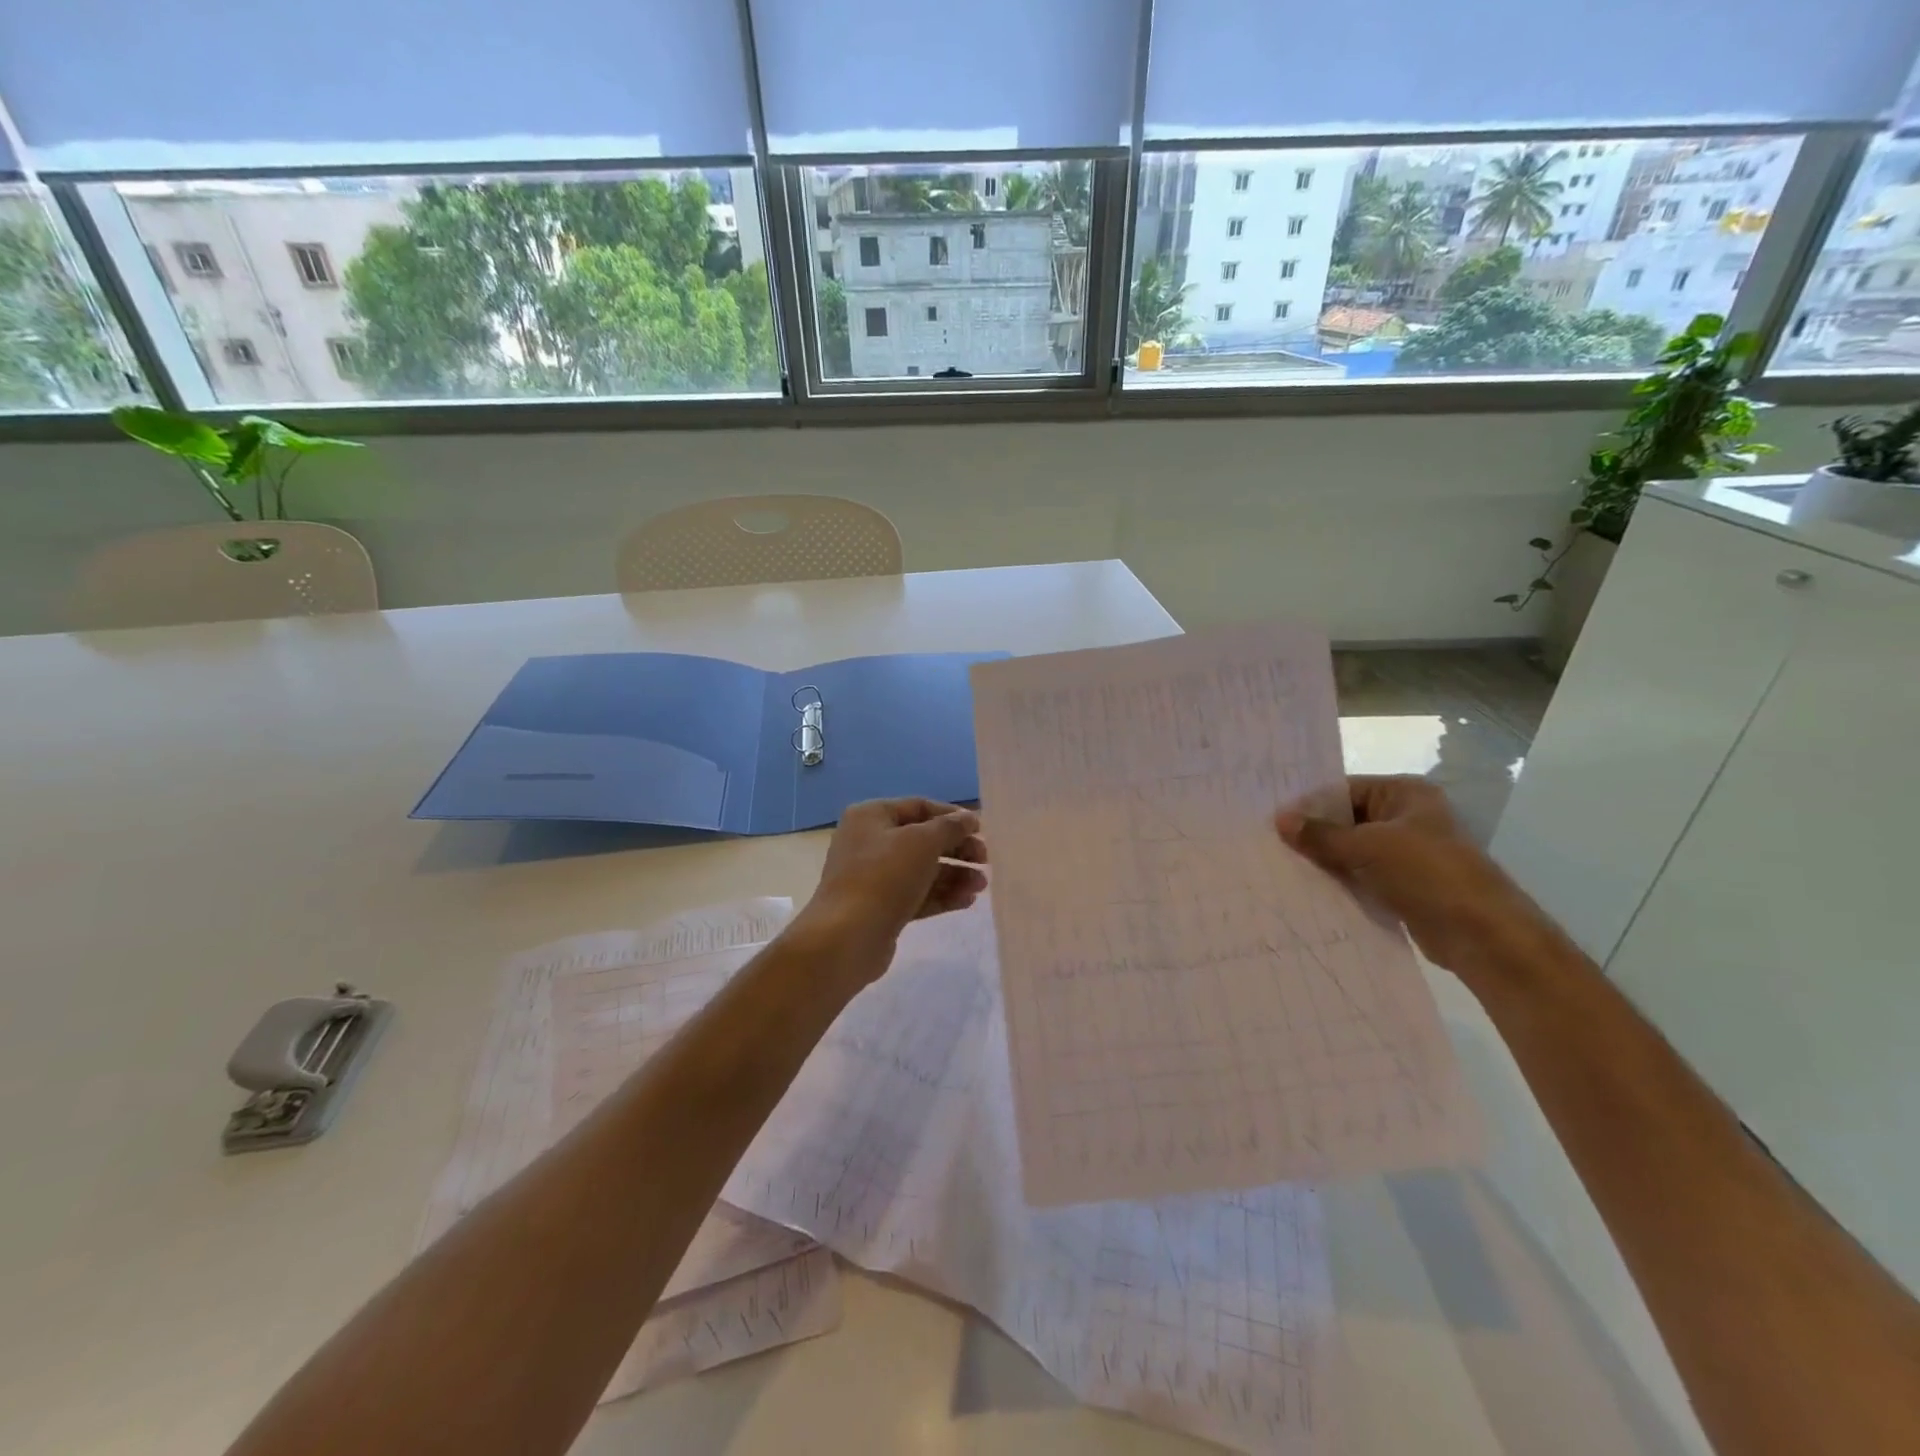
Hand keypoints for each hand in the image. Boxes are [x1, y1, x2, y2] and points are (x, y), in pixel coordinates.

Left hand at [796, 798, 988, 968]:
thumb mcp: (922, 843)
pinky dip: (941, 896)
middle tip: (985, 861)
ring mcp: (873, 877)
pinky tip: (967, 901)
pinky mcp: (881, 908)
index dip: (952, 816)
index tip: (981, 830)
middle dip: (957, 850)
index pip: (919, 807)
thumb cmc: (884, 877)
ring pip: (922, 870)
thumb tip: (969, 818)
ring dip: (954, 875)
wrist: (846, 938)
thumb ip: (950, 827)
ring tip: (981, 886)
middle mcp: (869, 842)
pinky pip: (916, 895)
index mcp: (871, 817)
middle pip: (922, 840)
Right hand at [1275, 775, 1552, 971]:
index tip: (1271, 818)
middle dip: (1312, 833)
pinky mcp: (1401, 884)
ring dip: (1322, 859)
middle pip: (1345, 819)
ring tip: (1279, 865)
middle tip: (1268, 842)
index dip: (1308, 803)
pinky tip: (1305, 887)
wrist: (1482, 935)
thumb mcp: (1368, 847)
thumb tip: (1279, 819)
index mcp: (1404, 794)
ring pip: (1350, 849)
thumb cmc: (1429, 874)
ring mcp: (1405, 852)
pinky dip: (1337, 880)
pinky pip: (1359, 875)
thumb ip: (1322, 835)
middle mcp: (1404, 817)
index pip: (1343, 789)